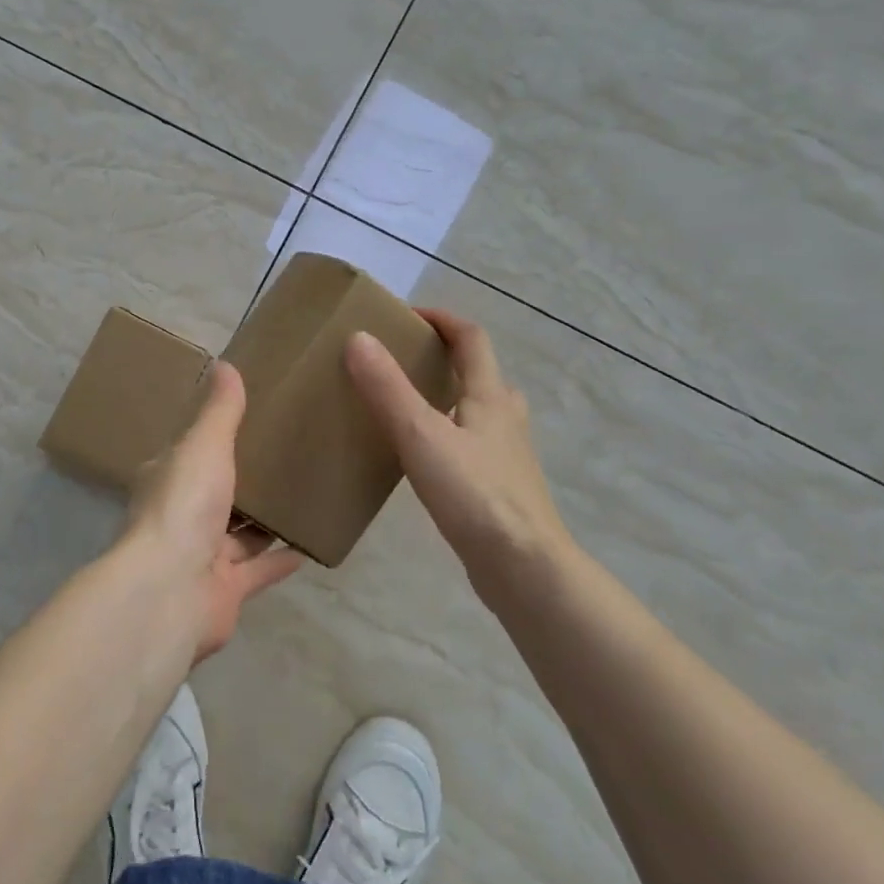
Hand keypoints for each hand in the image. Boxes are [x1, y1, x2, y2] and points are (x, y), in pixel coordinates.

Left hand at [121, 360, 301, 659]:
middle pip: (216, 495)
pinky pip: (259, 570)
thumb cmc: (184, 506)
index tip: (247, 423)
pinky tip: (311, 544)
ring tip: (304, 495)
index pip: (190, 455)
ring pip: (238, 535)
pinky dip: (282, 559)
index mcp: (167, 481)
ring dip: (265, 521)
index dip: (213, 440)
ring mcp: (201, 558)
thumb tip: (224, 364)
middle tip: (286, 456)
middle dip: (244, 481)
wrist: (170, 590)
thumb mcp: (204, 445)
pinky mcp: (226, 591)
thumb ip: (220, 411)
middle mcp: (181, 518)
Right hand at [346, 309, 566, 580]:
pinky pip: (473, 444)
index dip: (442, 319)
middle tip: (403, 360)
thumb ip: (388, 388)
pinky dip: (450, 434)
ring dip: (449, 396)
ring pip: (479, 410)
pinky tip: (425, 458)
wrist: (525, 568)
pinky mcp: (501, 487)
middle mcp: (505, 417)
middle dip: (445, 357)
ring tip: (408, 405)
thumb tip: (358, 338)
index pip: (471, 338)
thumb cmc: (475, 495)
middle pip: (480, 372)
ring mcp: (507, 455)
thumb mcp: (421, 435)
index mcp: (490, 396)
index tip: (407, 315)